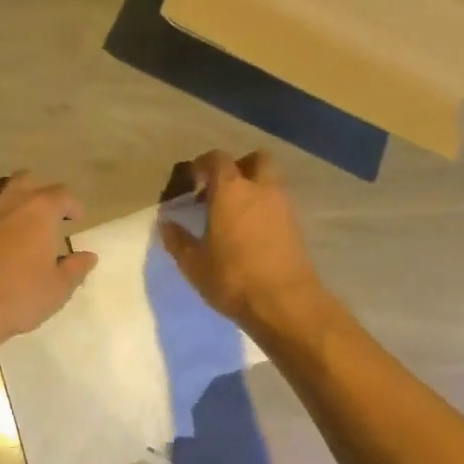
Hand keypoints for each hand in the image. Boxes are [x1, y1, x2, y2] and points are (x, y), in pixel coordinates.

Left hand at [0, 172, 97, 352]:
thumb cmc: (16, 296)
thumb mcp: (56, 289)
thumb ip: (74, 269)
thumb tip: (87, 256)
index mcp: (38, 209)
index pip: (62, 194)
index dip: (72, 205)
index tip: (75, 219)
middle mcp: (7, 200)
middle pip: (27, 181)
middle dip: (39, 193)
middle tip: (44, 215)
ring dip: (10, 206)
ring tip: (15, 229)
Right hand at [160, 150, 324, 330]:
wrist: (286, 304)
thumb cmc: (232, 278)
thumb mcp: (193, 263)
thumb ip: (177, 239)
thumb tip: (166, 223)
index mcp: (231, 191)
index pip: (217, 159)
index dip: (202, 165)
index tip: (191, 182)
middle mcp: (261, 189)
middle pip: (256, 160)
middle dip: (239, 167)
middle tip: (220, 189)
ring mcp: (283, 206)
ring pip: (271, 181)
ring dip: (254, 188)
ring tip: (233, 214)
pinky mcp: (296, 226)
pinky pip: (278, 204)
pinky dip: (265, 208)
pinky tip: (250, 232)